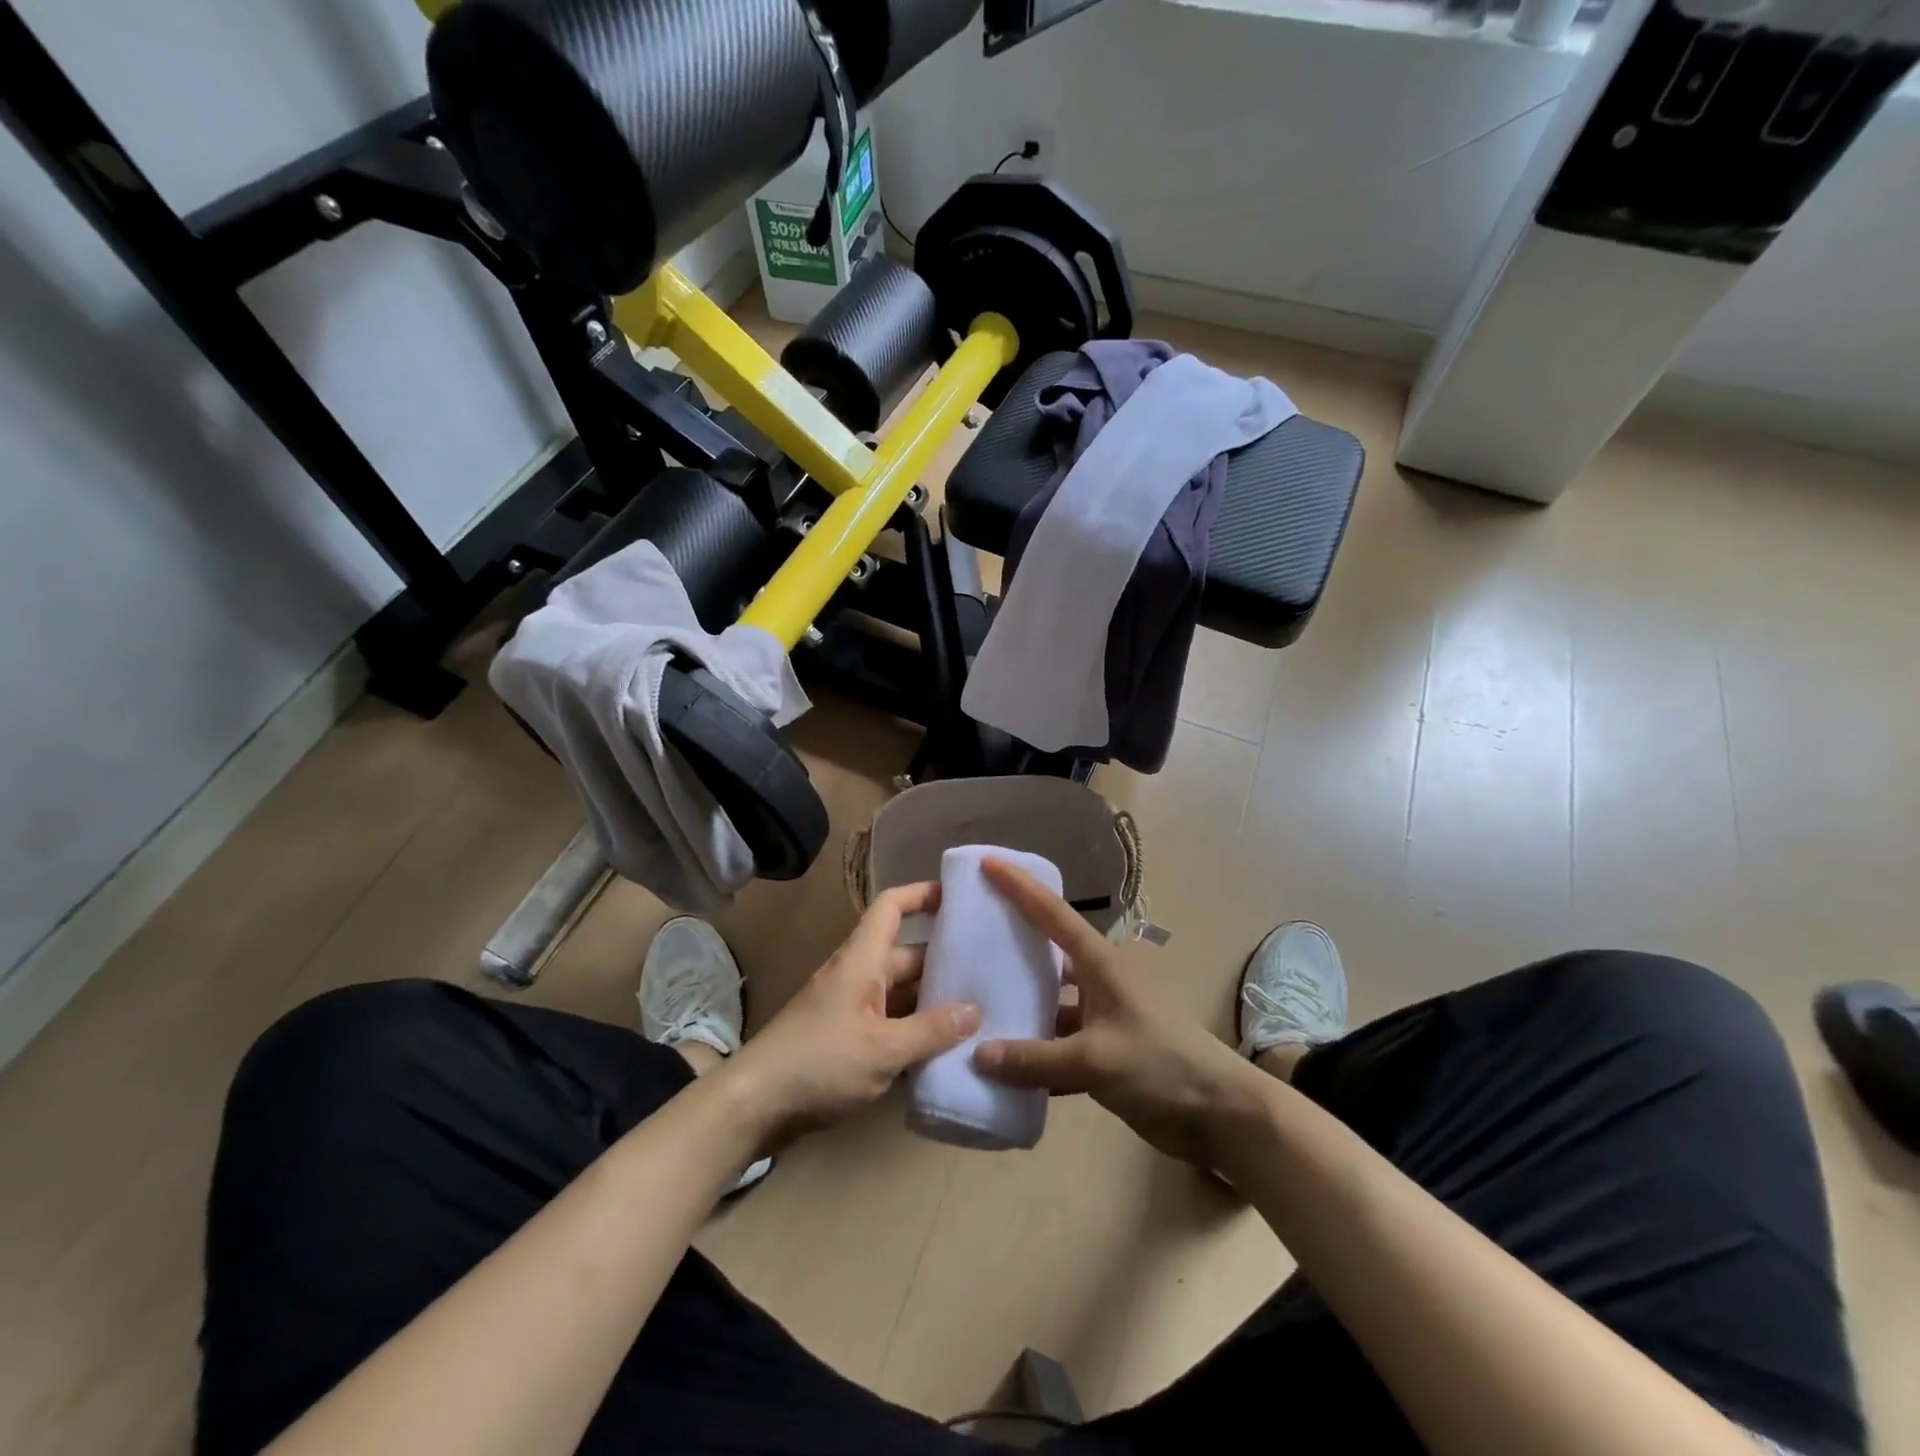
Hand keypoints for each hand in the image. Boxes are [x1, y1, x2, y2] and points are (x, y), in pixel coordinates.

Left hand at [725, 883, 980, 1146]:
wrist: (754, 1106)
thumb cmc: (819, 1063)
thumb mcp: (883, 1049)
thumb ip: (931, 1030)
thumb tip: (974, 1010)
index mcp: (862, 960)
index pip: (892, 906)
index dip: (922, 894)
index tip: (958, 896)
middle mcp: (857, 976)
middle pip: (906, 955)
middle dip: (944, 962)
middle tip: (990, 972)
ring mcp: (849, 1009)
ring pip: (900, 995)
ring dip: (932, 1003)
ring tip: (979, 1014)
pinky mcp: (845, 1040)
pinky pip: (889, 1025)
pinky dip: (913, 1033)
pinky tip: (944, 1053)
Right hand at [972, 859, 1258, 1165]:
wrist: (1220, 1114)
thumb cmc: (1161, 1065)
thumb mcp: (1096, 1059)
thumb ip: (1035, 1058)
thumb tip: (978, 1054)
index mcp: (1099, 963)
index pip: (1052, 912)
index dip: (1019, 886)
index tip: (987, 863)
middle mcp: (1097, 981)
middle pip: (1048, 952)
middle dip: (1012, 940)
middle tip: (968, 932)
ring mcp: (1102, 1017)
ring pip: (1050, 1002)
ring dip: (1020, 1004)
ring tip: (973, 1001)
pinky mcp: (1104, 1053)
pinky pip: (1057, 1045)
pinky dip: (1033, 1052)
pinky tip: (1001, 1064)